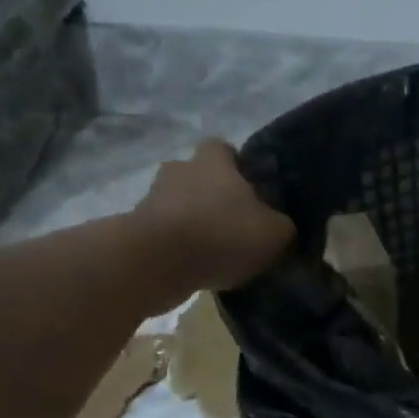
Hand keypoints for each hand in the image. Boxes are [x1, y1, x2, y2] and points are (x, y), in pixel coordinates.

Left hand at [132, 139, 295, 291]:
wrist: (157, 261)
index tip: (251, 191)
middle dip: (213, 198)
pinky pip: (164, 233)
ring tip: (213, 253)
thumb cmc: (222, 234)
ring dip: (193, 224)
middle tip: (234, 225)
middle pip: (199, 177)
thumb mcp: (274, 233)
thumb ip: (282, 226)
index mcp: (212, 160)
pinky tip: (194, 268)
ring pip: (179, 205)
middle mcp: (179, 169)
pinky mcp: (136, 228)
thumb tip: (281, 227)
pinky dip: (177, 247)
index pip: (224, 149)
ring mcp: (152, 198)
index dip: (238, 167)